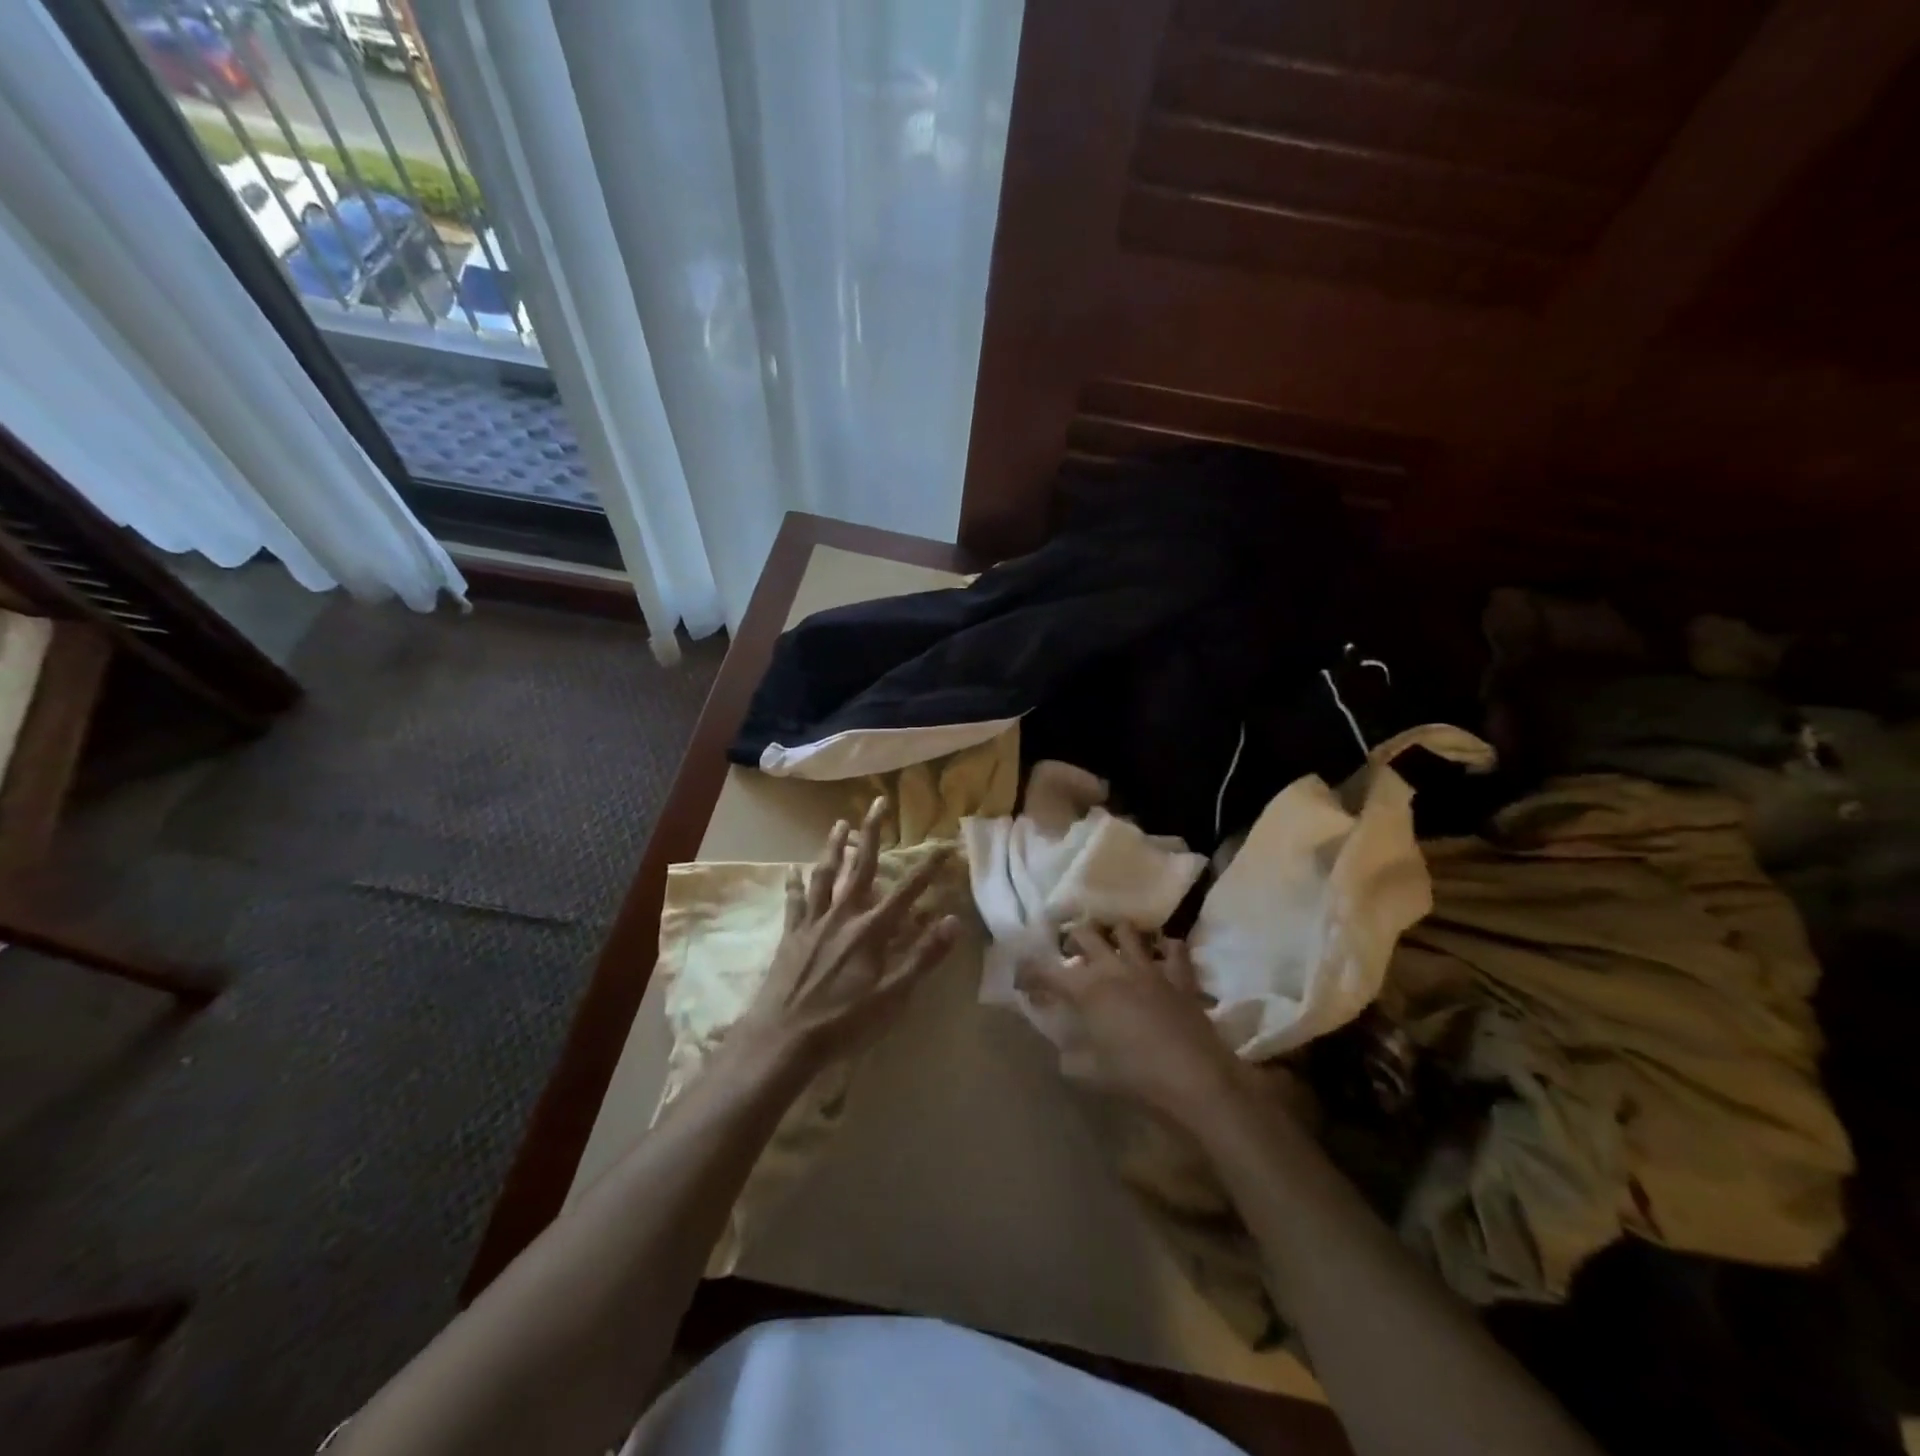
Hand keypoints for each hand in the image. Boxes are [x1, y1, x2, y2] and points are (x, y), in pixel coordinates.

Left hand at [732, 797, 959, 1070]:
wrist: (784, 1037)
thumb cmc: (844, 1021)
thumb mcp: (893, 996)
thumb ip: (923, 957)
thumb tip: (952, 921)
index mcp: (871, 930)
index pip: (907, 891)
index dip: (928, 868)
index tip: (945, 845)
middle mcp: (843, 916)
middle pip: (861, 867)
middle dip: (872, 833)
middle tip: (877, 802)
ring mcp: (814, 923)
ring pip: (825, 875)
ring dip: (834, 847)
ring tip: (839, 823)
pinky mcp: (791, 935)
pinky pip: (795, 901)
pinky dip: (795, 883)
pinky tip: (793, 869)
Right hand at [1021, 923, 1254, 1128]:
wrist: (1195, 1079)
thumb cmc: (1136, 1077)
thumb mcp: (1090, 1074)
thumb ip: (1070, 1058)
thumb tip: (1063, 1051)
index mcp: (1087, 989)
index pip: (1046, 971)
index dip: (1028, 971)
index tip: (1021, 979)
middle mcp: (1114, 968)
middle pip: (1085, 934)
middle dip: (1071, 939)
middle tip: (1069, 954)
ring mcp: (1149, 968)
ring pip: (1126, 931)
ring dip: (1114, 936)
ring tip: (1112, 948)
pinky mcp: (1179, 976)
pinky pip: (1173, 949)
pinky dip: (1165, 949)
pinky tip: (1159, 957)